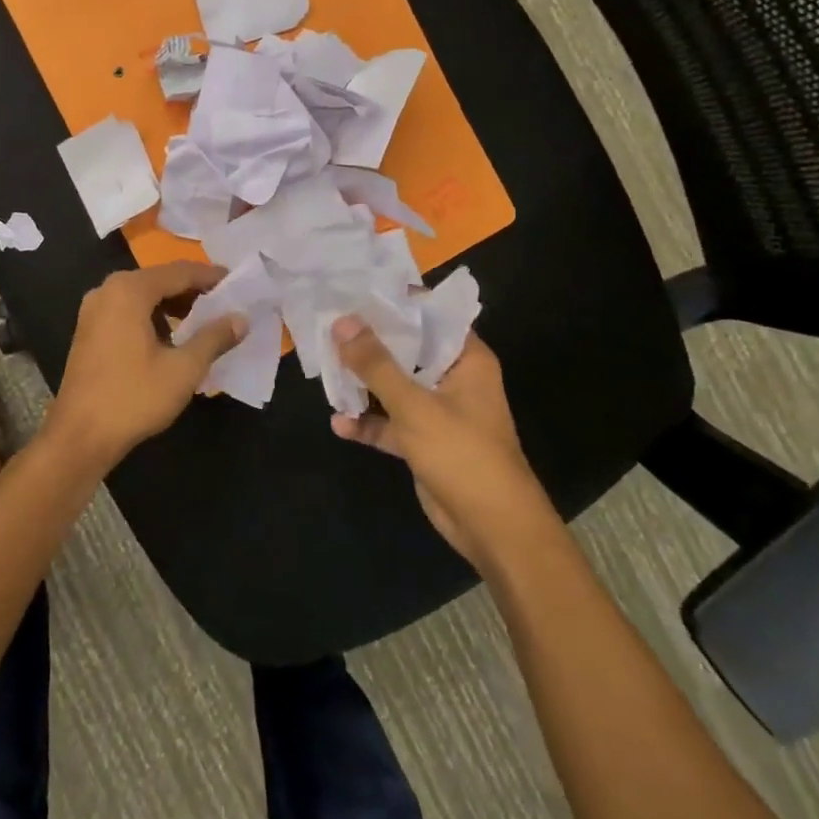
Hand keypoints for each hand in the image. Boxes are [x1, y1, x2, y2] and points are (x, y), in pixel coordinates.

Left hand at [46, 261, 245, 467]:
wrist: (80, 436)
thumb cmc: (134, 398)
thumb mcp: (183, 369)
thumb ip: (214, 338)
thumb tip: (241, 318)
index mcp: (128, 290)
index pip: (179, 272)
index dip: (211, 277)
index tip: (238, 284)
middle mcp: (107, 290)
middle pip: (159, 280)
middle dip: (193, 290)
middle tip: (226, 303)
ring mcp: (93, 310)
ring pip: (143, 296)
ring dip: (174, 304)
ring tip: (205, 321)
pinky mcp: (89, 330)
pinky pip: (128, 310)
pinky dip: (153, 316)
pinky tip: (173, 337)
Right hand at [329, 318, 549, 566]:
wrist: (494, 529)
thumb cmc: (463, 454)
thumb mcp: (414, 405)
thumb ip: (376, 364)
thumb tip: (342, 322)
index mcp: (466, 360)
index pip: (429, 316)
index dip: (395, 302)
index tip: (355, 289)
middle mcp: (453, 379)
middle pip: (406, 349)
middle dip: (369, 342)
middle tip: (328, 323)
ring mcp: (438, 411)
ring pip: (394, 386)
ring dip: (363, 383)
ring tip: (324, 368)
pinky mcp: (423, 441)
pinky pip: (390, 422)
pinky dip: (367, 422)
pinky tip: (338, 423)